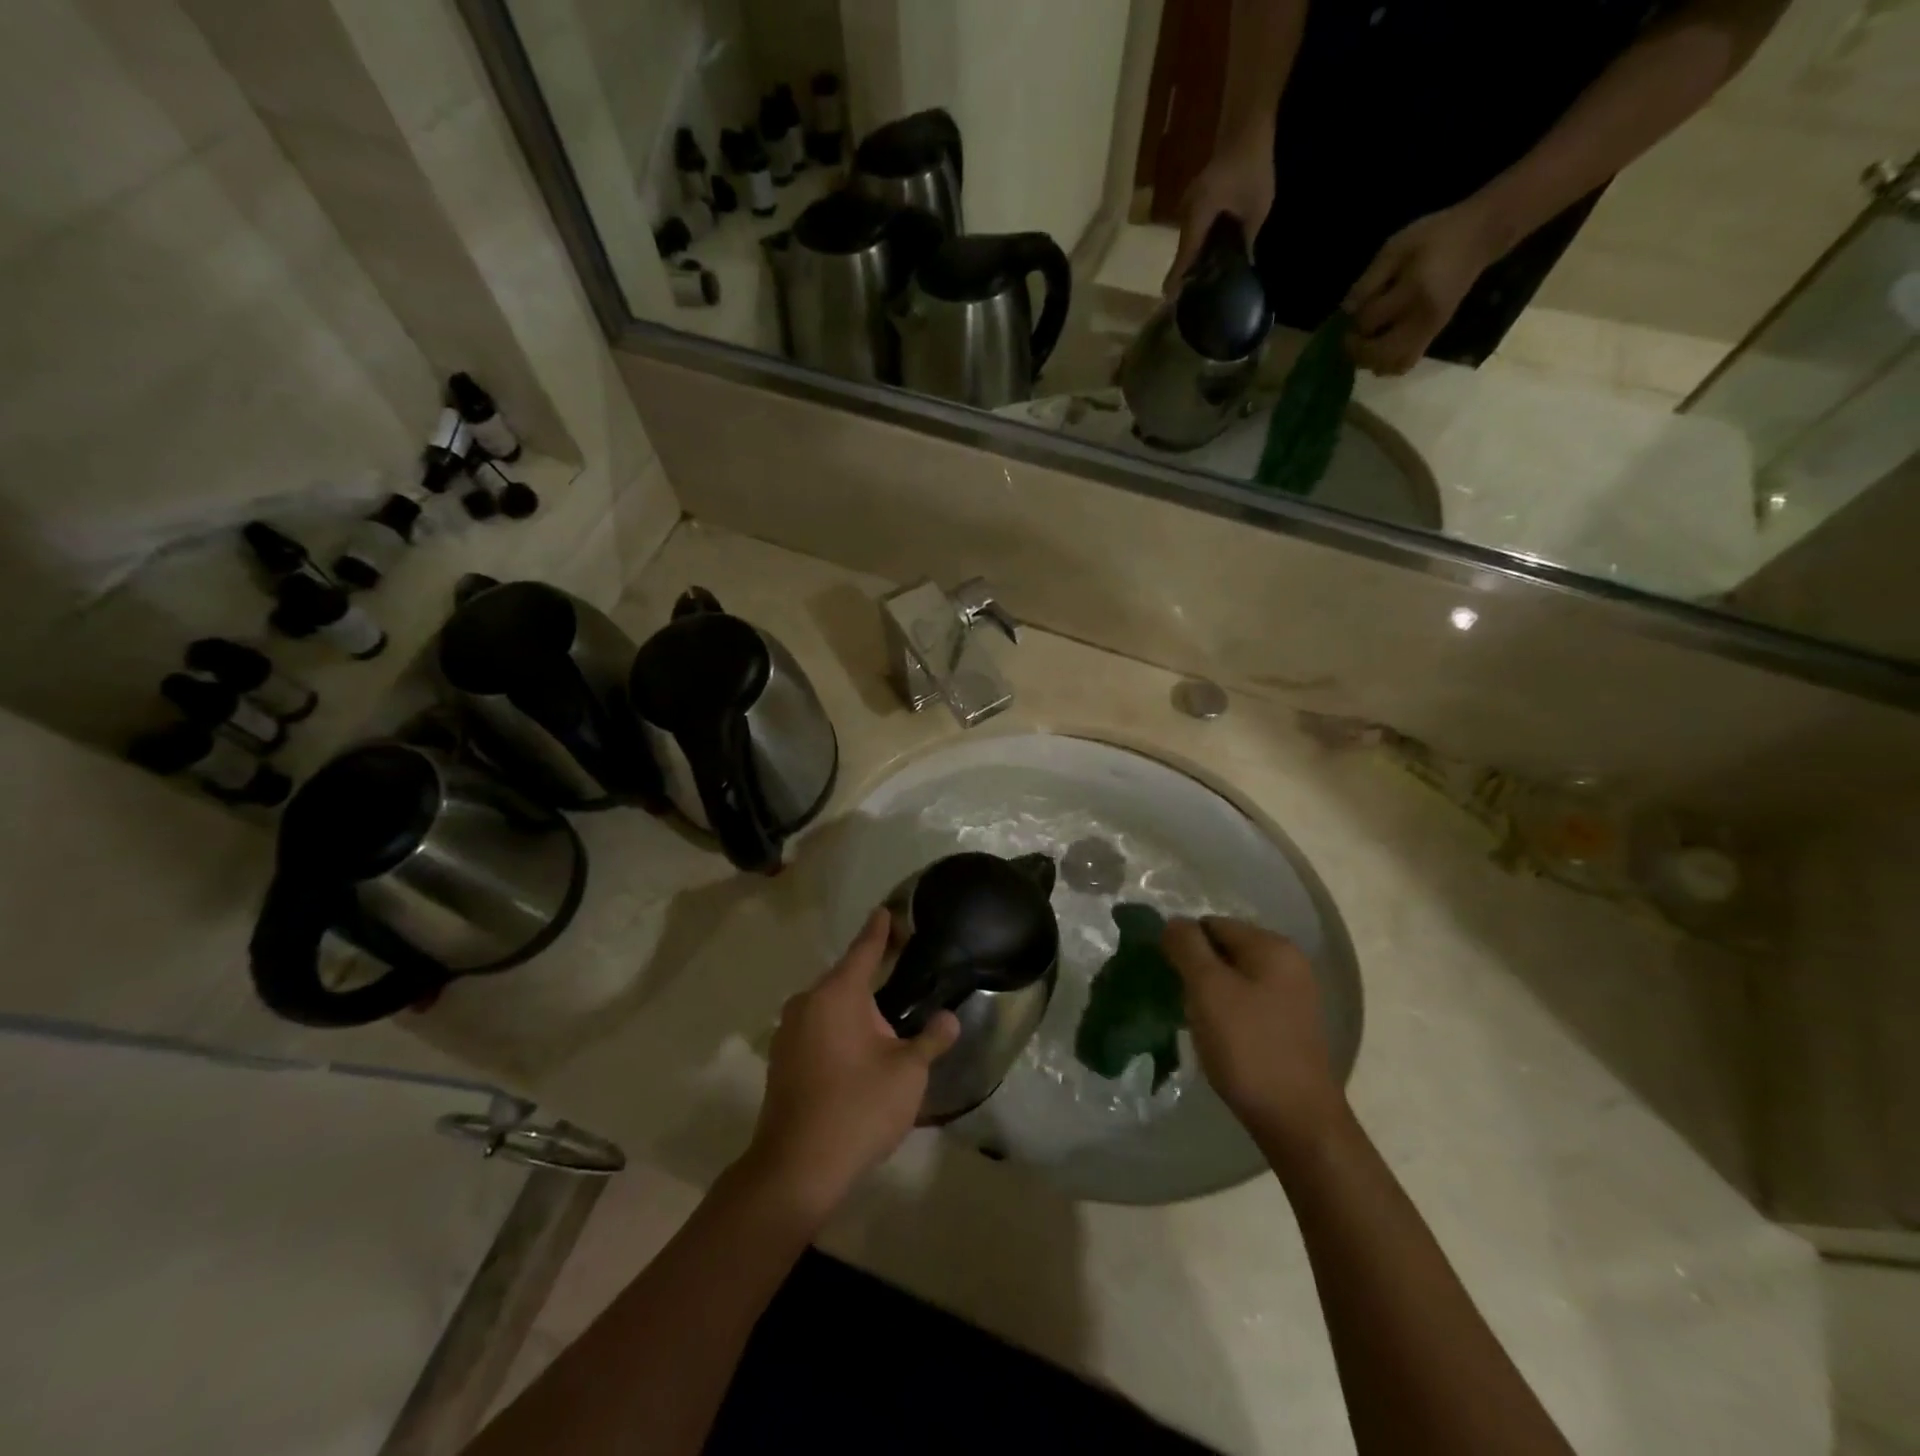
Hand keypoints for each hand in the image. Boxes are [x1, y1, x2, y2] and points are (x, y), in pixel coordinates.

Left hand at [743, 910, 960, 1220]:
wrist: (796, 1168)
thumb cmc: (857, 1108)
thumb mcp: (907, 1073)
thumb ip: (930, 1039)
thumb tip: (949, 1019)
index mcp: (836, 994)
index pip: (864, 949)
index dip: (880, 929)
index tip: (888, 910)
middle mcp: (807, 1003)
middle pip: (846, 977)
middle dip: (872, 971)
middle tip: (902, 964)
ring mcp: (789, 1031)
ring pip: (830, 1005)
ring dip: (856, 1004)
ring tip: (887, 1009)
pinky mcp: (783, 1059)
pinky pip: (818, 1027)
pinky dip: (839, 1026)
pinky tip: (860, 1044)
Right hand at [1162, 129, 1275, 293]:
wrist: (1248, 123)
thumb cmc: (1253, 166)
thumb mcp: (1257, 207)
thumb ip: (1249, 239)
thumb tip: (1248, 265)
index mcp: (1198, 216)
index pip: (1184, 255)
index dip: (1177, 278)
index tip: (1168, 299)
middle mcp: (1187, 211)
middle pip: (1183, 249)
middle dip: (1186, 270)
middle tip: (1189, 292)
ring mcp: (1189, 202)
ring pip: (1188, 238)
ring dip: (1193, 255)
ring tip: (1200, 274)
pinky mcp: (1197, 196)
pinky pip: (1194, 226)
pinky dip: (1199, 240)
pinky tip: (1208, 249)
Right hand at [1162, 918, 1346, 1158]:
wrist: (1296, 1121)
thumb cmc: (1248, 1048)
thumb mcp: (1208, 989)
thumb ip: (1187, 946)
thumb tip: (1172, 922)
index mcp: (1272, 946)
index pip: (1212, 924)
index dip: (1184, 944)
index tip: (1166, 974)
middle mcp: (1289, 963)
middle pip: (1224, 948)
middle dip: (1196, 967)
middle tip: (1178, 998)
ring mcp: (1293, 995)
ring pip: (1234, 977)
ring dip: (1209, 992)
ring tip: (1193, 1019)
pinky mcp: (1290, 1024)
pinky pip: (1247, 1001)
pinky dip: (1226, 1011)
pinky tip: (1216, 1036)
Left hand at [1343, 201, 1502, 374]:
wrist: (1479, 236)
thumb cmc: (1434, 237)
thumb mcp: (1396, 247)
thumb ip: (1369, 280)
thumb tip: (1346, 311)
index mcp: (1413, 291)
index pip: (1369, 321)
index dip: (1353, 321)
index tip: (1352, 311)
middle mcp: (1422, 318)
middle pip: (1378, 354)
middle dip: (1357, 350)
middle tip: (1349, 337)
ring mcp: (1430, 331)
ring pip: (1391, 366)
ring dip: (1370, 361)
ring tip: (1364, 344)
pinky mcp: (1434, 336)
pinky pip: (1405, 364)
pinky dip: (1386, 364)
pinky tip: (1379, 349)